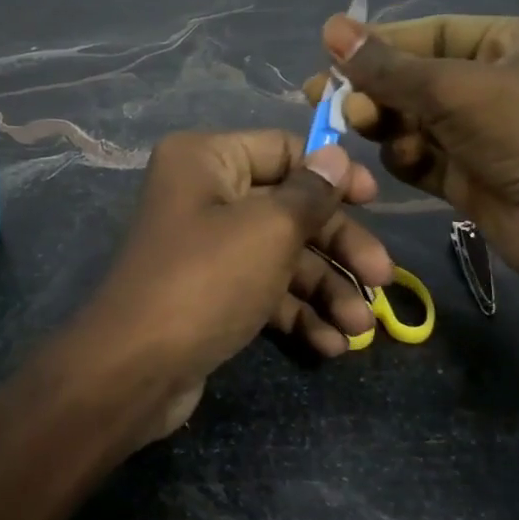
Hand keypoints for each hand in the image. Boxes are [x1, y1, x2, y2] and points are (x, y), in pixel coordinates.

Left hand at [71, 130, 393, 440]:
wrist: (135, 370)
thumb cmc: (207, 279)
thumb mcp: (269, 230)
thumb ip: (311, 193)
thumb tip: (336, 155)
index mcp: (206, 160)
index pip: (282, 149)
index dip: (330, 173)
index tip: (375, 200)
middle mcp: (203, 195)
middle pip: (288, 208)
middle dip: (337, 246)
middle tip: (384, 279)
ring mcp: (206, 247)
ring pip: (281, 255)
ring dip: (325, 290)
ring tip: (360, 330)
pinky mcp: (210, 293)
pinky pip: (263, 291)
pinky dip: (296, 314)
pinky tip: (330, 346)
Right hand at [304, 14, 518, 328]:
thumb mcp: (454, 89)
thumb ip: (387, 66)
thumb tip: (331, 28)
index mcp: (514, 43)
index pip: (433, 33)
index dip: (381, 42)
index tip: (330, 52)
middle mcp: (499, 83)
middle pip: (418, 78)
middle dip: (374, 88)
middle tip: (324, 97)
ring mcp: (485, 134)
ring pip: (414, 119)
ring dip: (386, 122)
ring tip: (360, 125)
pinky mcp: (472, 177)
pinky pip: (424, 156)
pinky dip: (406, 155)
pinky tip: (401, 157)